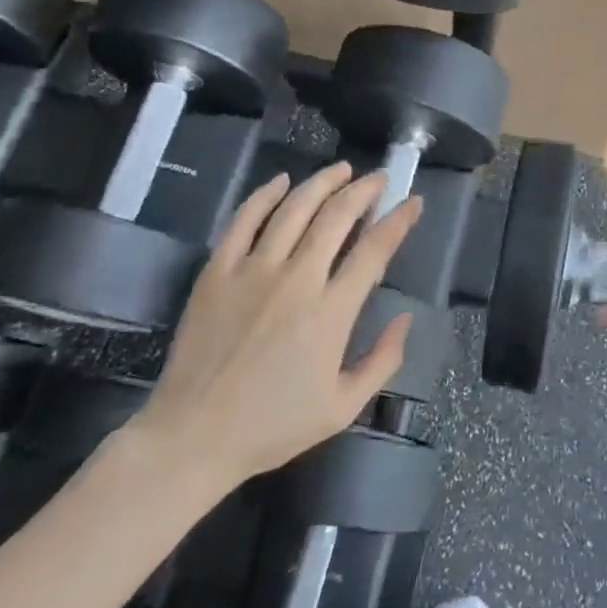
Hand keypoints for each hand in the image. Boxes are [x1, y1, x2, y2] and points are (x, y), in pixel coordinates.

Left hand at [126, 163, 421, 507]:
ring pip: (294, 209)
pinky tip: (281, 180)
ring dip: (322, 183)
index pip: (374, 250)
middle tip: (379, 178)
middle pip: (337, 217)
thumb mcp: (343, 407)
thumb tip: (405, 318)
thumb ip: (383, 360)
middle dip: (364, 190)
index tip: (413, 202)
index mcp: (331, 313)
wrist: (193, 437)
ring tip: (341, 170)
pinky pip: (243, 220)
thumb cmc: (273, 426)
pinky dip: (264, 195)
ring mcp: (252, 271)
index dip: (399, 221)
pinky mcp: (217, 272)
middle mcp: (296, 280)